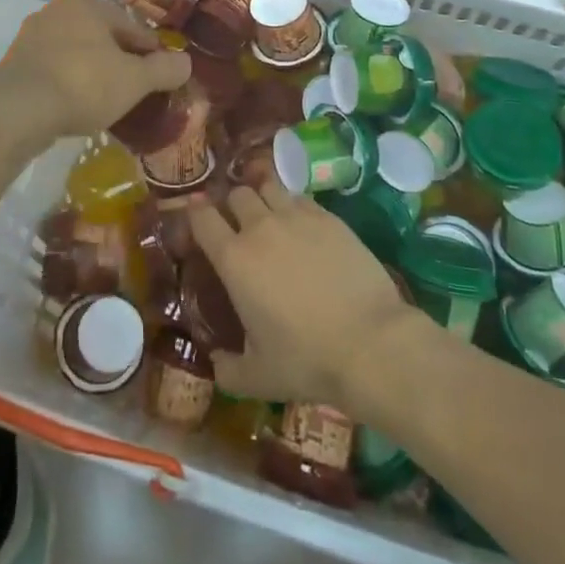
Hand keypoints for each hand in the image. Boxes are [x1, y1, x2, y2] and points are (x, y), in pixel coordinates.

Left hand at [0, 0, 190, 139]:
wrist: (19, 112)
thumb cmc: (84, 84)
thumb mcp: (135, 80)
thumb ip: (164, 69)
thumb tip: (187, 62)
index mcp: (88, 4)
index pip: (133, 26)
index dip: (152, 51)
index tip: (163, 75)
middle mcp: (58, 10)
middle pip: (103, 37)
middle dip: (121, 60)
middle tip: (137, 89)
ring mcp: (33, 36)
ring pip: (78, 52)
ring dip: (94, 71)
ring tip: (109, 100)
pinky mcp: (16, 63)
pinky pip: (56, 69)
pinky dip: (70, 82)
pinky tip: (79, 105)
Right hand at [189, 181, 413, 411]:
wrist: (370, 342)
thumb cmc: (307, 360)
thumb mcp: (257, 377)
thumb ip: (227, 369)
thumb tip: (215, 361)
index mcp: (234, 259)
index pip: (202, 218)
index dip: (194, 212)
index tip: (195, 216)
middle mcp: (261, 227)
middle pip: (237, 194)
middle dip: (231, 204)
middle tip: (236, 222)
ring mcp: (297, 217)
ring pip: (269, 186)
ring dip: (262, 195)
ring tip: (267, 212)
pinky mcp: (329, 218)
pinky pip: (300, 198)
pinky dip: (293, 204)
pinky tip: (300, 223)